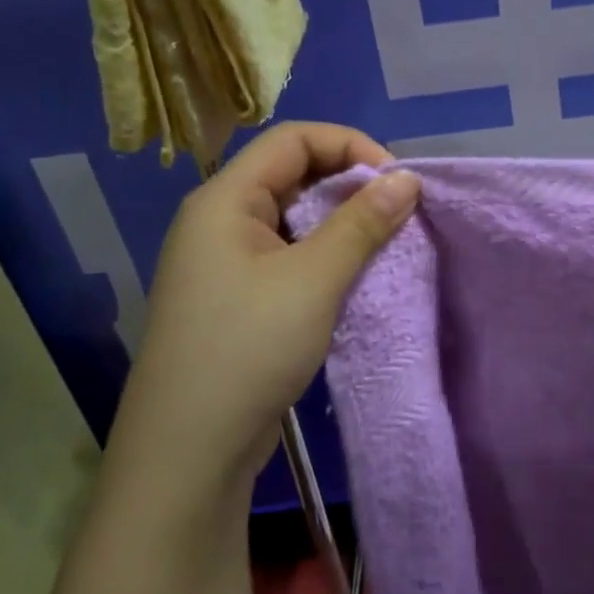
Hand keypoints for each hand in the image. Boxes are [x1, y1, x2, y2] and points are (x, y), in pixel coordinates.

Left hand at [115, 122, 420, 496]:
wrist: (186, 454)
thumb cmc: (248, 349)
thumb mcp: (314, 280)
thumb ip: (362, 223)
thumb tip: (406, 179)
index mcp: (224, 199)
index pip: (293, 139)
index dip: (350, 146)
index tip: (396, 181)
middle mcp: (219, 220)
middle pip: (291, 173)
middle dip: (349, 184)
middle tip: (396, 213)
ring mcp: (224, 262)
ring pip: (292, 217)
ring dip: (340, 222)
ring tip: (383, 243)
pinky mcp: (235, 298)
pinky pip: (286, 254)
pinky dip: (323, 255)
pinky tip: (352, 276)